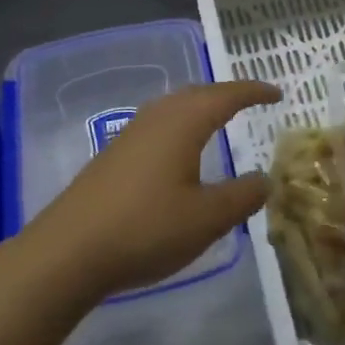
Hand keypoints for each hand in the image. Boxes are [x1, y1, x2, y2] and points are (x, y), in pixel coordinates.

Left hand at [24, 80, 281, 299]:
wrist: (67, 252)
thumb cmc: (146, 228)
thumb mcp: (207, 218)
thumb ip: (242, 196)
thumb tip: (265, 178)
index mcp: (183, 123)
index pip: (226, 95)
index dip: (254, 92)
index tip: (277, 94)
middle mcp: (155, 119)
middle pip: (196, 94)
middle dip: (226, 95)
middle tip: (251, 103)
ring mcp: (129, 136)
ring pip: (172, 108)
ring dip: (199, 109)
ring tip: (218, 122)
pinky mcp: (112, 157)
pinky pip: (157, 127)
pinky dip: (180, 127)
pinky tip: (179, 154)